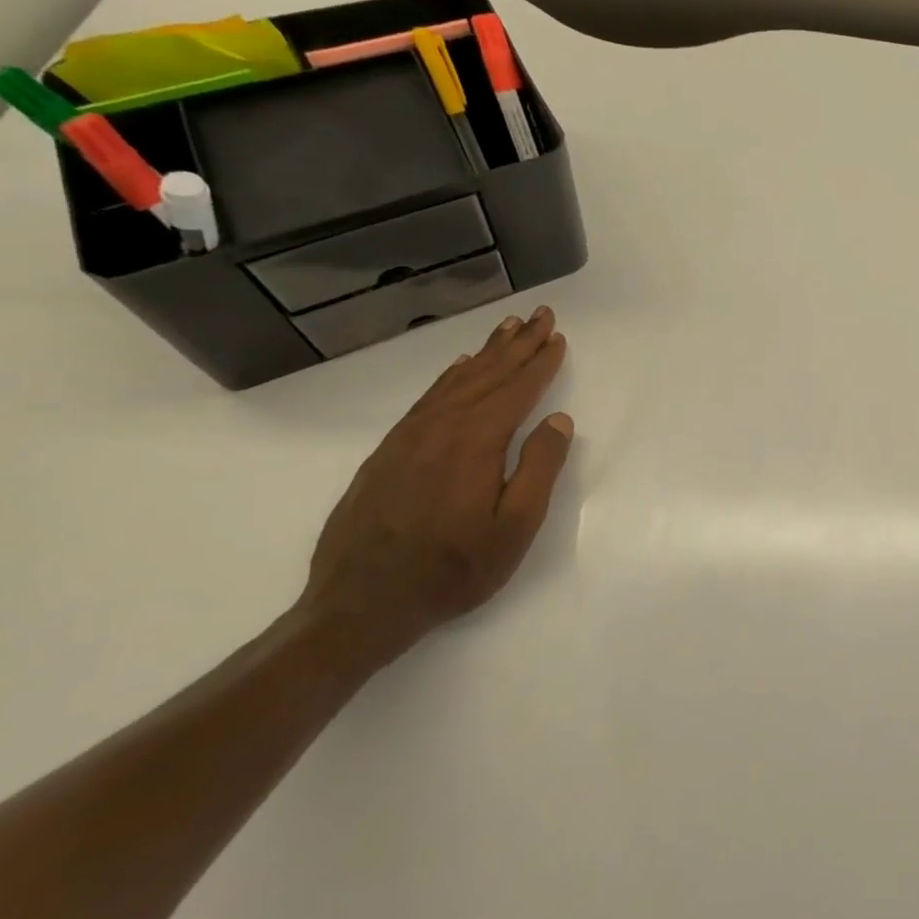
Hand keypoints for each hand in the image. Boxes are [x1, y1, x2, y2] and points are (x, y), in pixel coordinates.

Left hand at [299, 306, 573, 672]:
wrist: (360, 605)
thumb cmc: (452, 570)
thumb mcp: (514, 528)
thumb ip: (539, 469)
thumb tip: (558, 421)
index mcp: (476, 442)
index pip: (516, 389)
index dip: (539, 362)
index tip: (557, 336)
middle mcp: (441, 428)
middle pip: (487, 375)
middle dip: (517, 344)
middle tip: (539, 314)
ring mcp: (410, 438)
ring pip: (456, 382)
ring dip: (486, 353)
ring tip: (506, 329)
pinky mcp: (389, 452)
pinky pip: (428, 399)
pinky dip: (450, 377)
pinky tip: (460, 368)